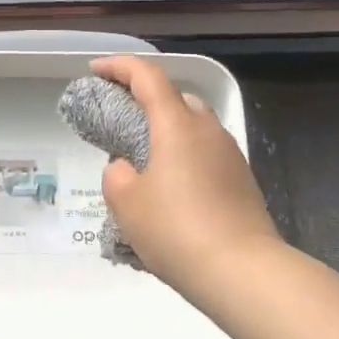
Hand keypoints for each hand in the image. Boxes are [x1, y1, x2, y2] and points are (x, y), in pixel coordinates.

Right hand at [91, 56, 281, 305]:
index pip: (148, 76)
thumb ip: (117, 176)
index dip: (119, 67)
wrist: (242, 272)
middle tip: (120, 117)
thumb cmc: (176, 230)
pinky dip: (184, 156)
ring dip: (167, 130)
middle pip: (175, 98)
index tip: (96, 70)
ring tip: (143, 158)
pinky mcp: (242, 180)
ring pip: (193, 127)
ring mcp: (230, 154)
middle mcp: (208, 130)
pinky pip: (206, 154)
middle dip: (145, 99)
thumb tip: (127, 169)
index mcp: (177, 125)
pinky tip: (171, 187)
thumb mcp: (126, 203)